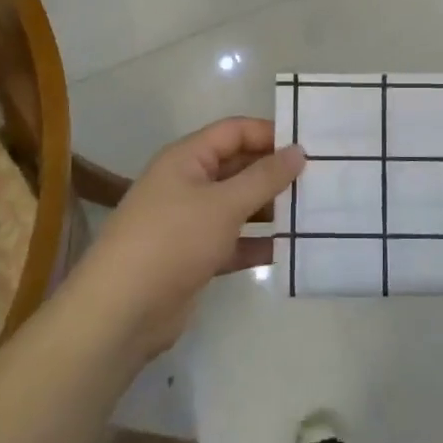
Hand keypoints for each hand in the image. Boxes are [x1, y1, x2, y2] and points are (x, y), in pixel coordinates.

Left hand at [72, 118, 304, 361]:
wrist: (121, 311)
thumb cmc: (173, 240)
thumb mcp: (224, 204)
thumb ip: (264, 177)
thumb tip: (298, 151)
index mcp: (187, 158)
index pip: (234, 131)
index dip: (270, 133)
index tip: (309, 145)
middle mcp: (188, 183)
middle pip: (238, 167)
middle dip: (275, 172)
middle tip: (320, 179)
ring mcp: (191, 221)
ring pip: (238, 205)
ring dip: (271, 208)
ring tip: (313, 211)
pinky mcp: (195, 256)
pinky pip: (234, 240)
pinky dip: (258, 243)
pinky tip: (290, 249)